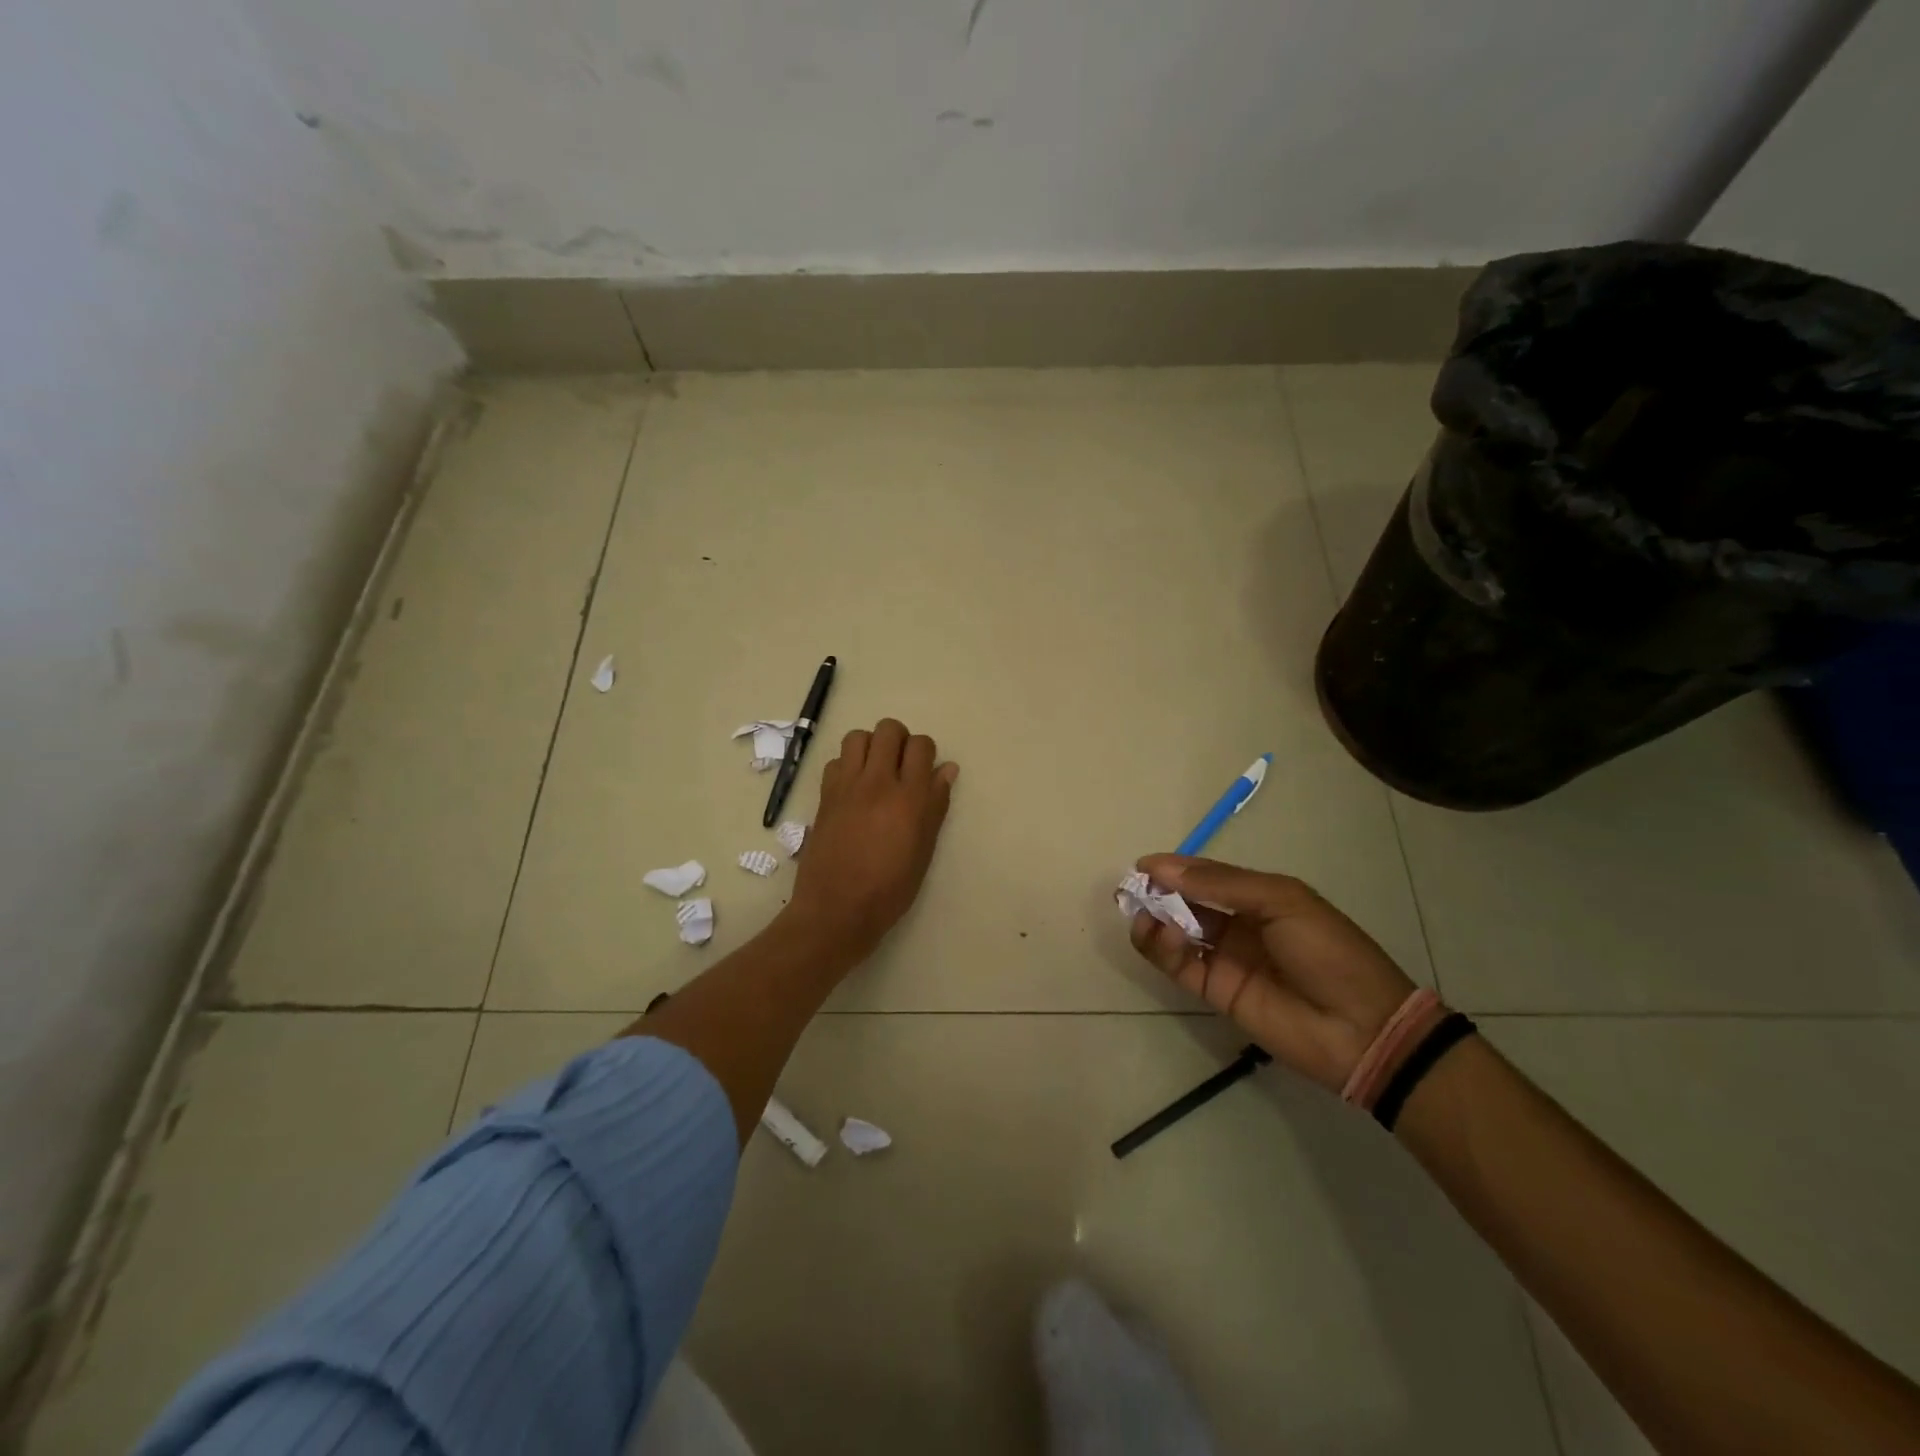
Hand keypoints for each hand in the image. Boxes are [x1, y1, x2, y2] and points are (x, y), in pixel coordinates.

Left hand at [785, 718, 958, 963]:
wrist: (837, 909)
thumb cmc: (890, 889)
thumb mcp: (924, 850)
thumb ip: (936, 805)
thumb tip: (947, 769)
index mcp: (910, 798)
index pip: (921, 746)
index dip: (926, 753)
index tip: (925, 770)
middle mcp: (878, 782)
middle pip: (889, 730)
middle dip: (899, 740)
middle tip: (901, 766)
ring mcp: (847, 786)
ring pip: (858, 736)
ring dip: (870, 746)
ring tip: (875, 771)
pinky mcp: (825, 796)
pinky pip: (836, 761)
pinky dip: (847, 766)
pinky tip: (853, 789)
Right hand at [1128, 855, 1416, 1093]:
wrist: (1362, 1028)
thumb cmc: (1328, 951)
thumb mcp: (1282, 902)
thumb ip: (1223, 885)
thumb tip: (1165, 869)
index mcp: (1258, 896)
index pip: (1206, 876)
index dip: (1174, 869)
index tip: (1142, 866)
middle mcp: (1236, 924)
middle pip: (1185, 902)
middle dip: (1157, 892)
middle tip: (1131, 890)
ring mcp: (1224, 958)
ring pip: (1175, 932)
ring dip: (1155, 919)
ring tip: (1145, 915)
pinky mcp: (1214, 991)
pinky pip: (1178, 965)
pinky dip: (1162, 949)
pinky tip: (1163, 937)